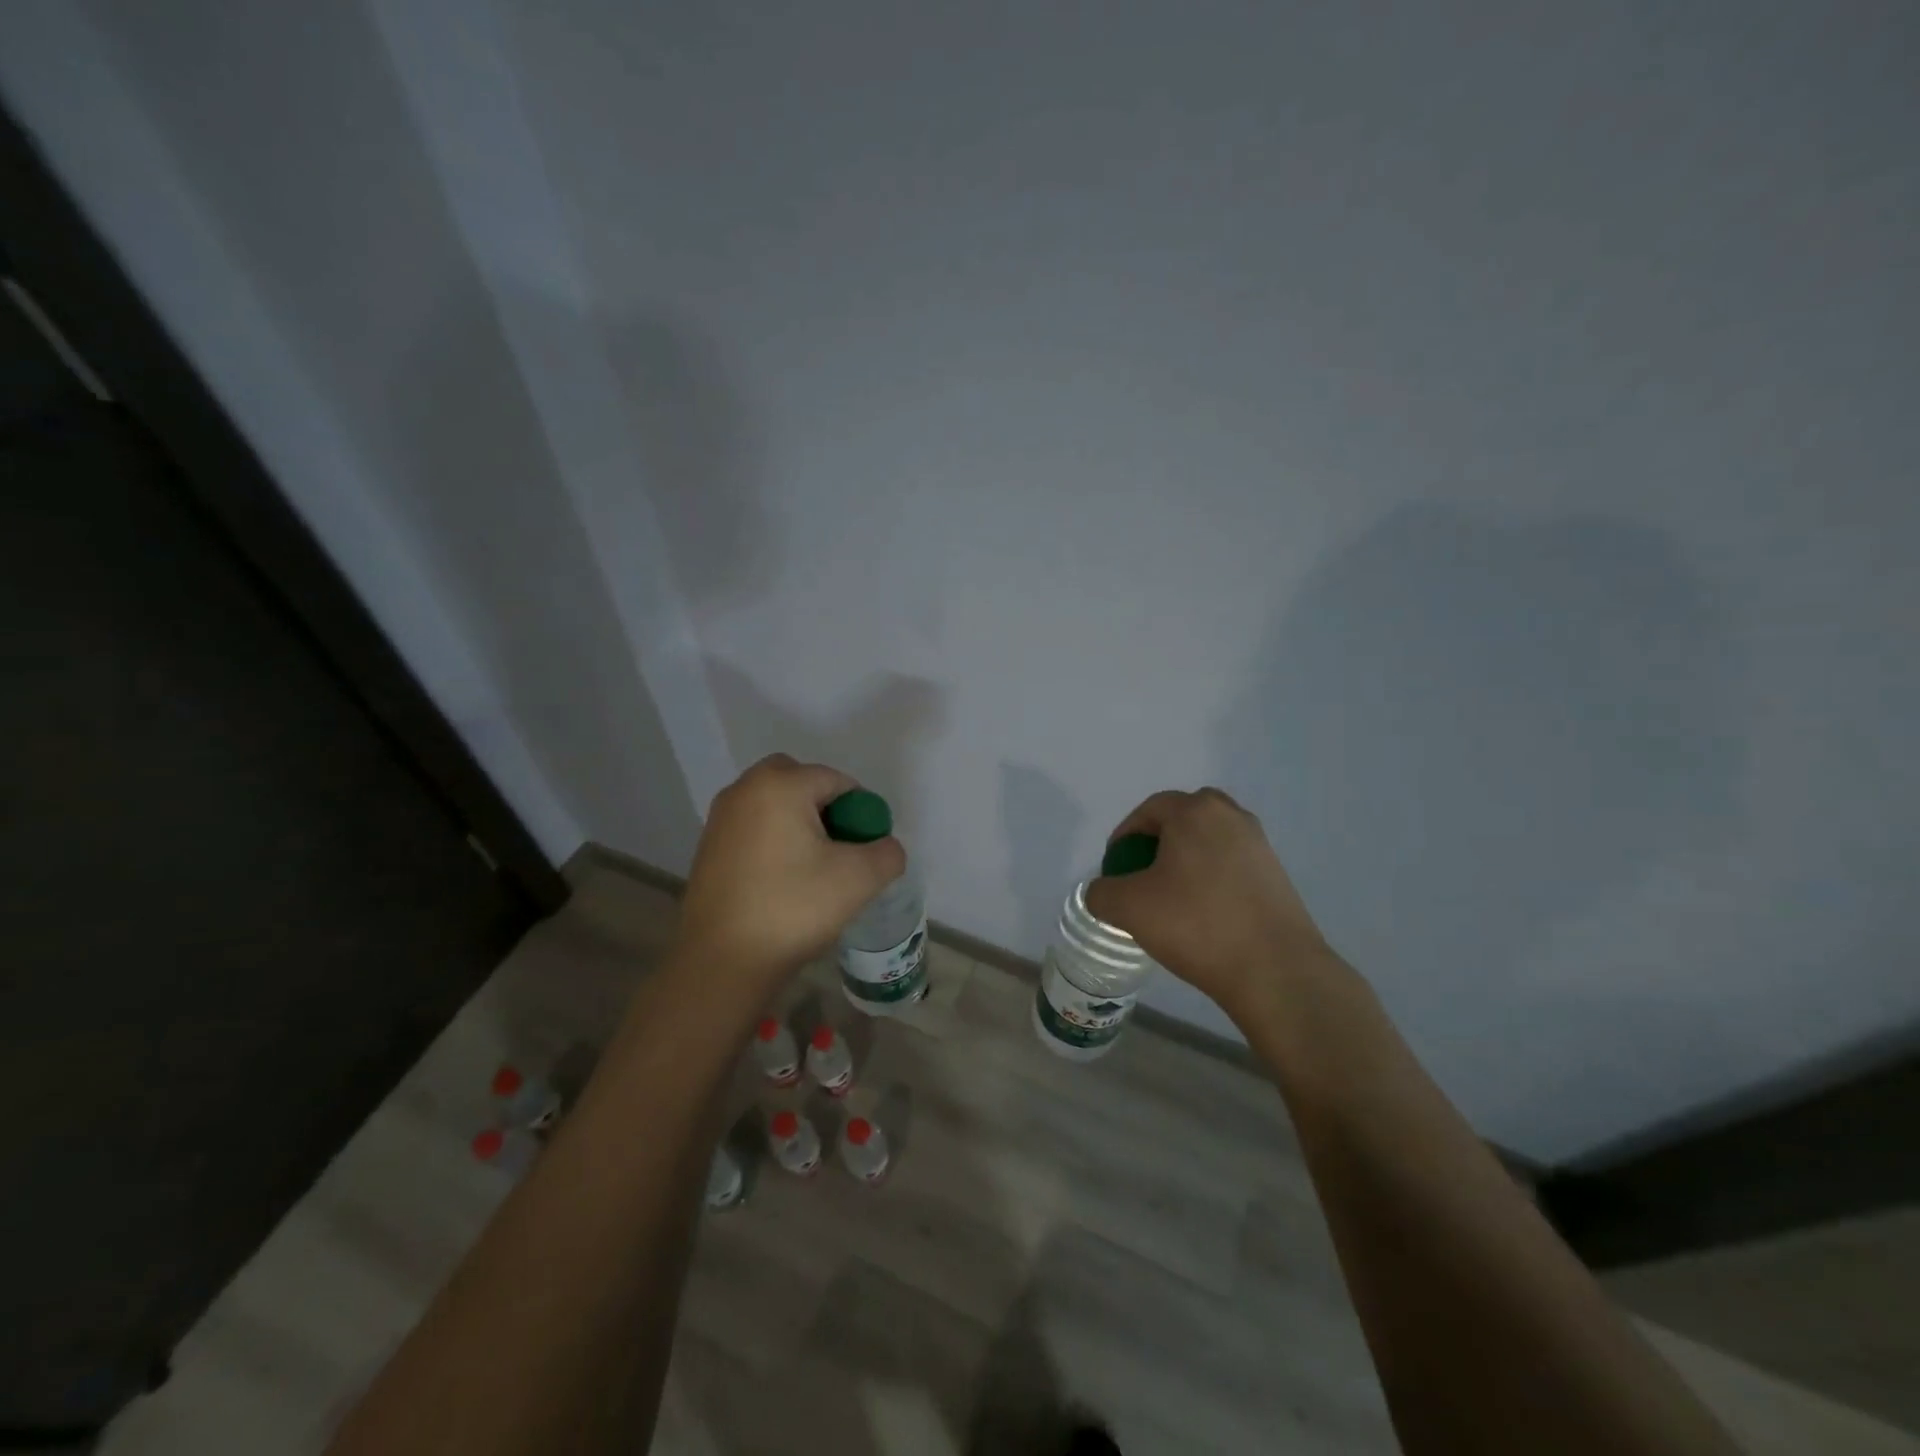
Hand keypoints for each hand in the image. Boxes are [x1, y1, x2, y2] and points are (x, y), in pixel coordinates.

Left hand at [675, 754, 904, 984]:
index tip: (866, 848)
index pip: (836, 781)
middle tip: (839, 848)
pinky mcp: (708, 848)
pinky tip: (783, 882)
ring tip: (814, 869)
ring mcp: (720, 819)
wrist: (722, 962)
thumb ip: (887, 853)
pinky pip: (754, 828)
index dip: (860, 811)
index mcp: (779, 786)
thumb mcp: (859, 879)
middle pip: (799, 782)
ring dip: (799, 824)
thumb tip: (884, 848)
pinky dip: (774, 842)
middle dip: (825, 807)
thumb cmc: (792, 908)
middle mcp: (744, 790)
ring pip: (774, 805)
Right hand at [1084, 788, 1338, 1020]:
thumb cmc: (1195, 925)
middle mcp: (1231, 816)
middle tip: (1144, 875)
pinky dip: (1212, 878)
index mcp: (1194, 811)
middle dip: (1159, 841)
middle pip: (1183, 818)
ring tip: (1173, 898)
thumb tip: (1104, 892)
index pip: (1148, 810)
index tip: (1115, 869)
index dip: (1124, 837)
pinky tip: (1204, 915)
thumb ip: (1101, 892)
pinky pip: (1232, 864)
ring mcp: (1259, 844)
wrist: (1274, 970)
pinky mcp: (1277, 874)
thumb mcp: (1128, 908)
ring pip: (1210, 841)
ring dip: (1187, 860)